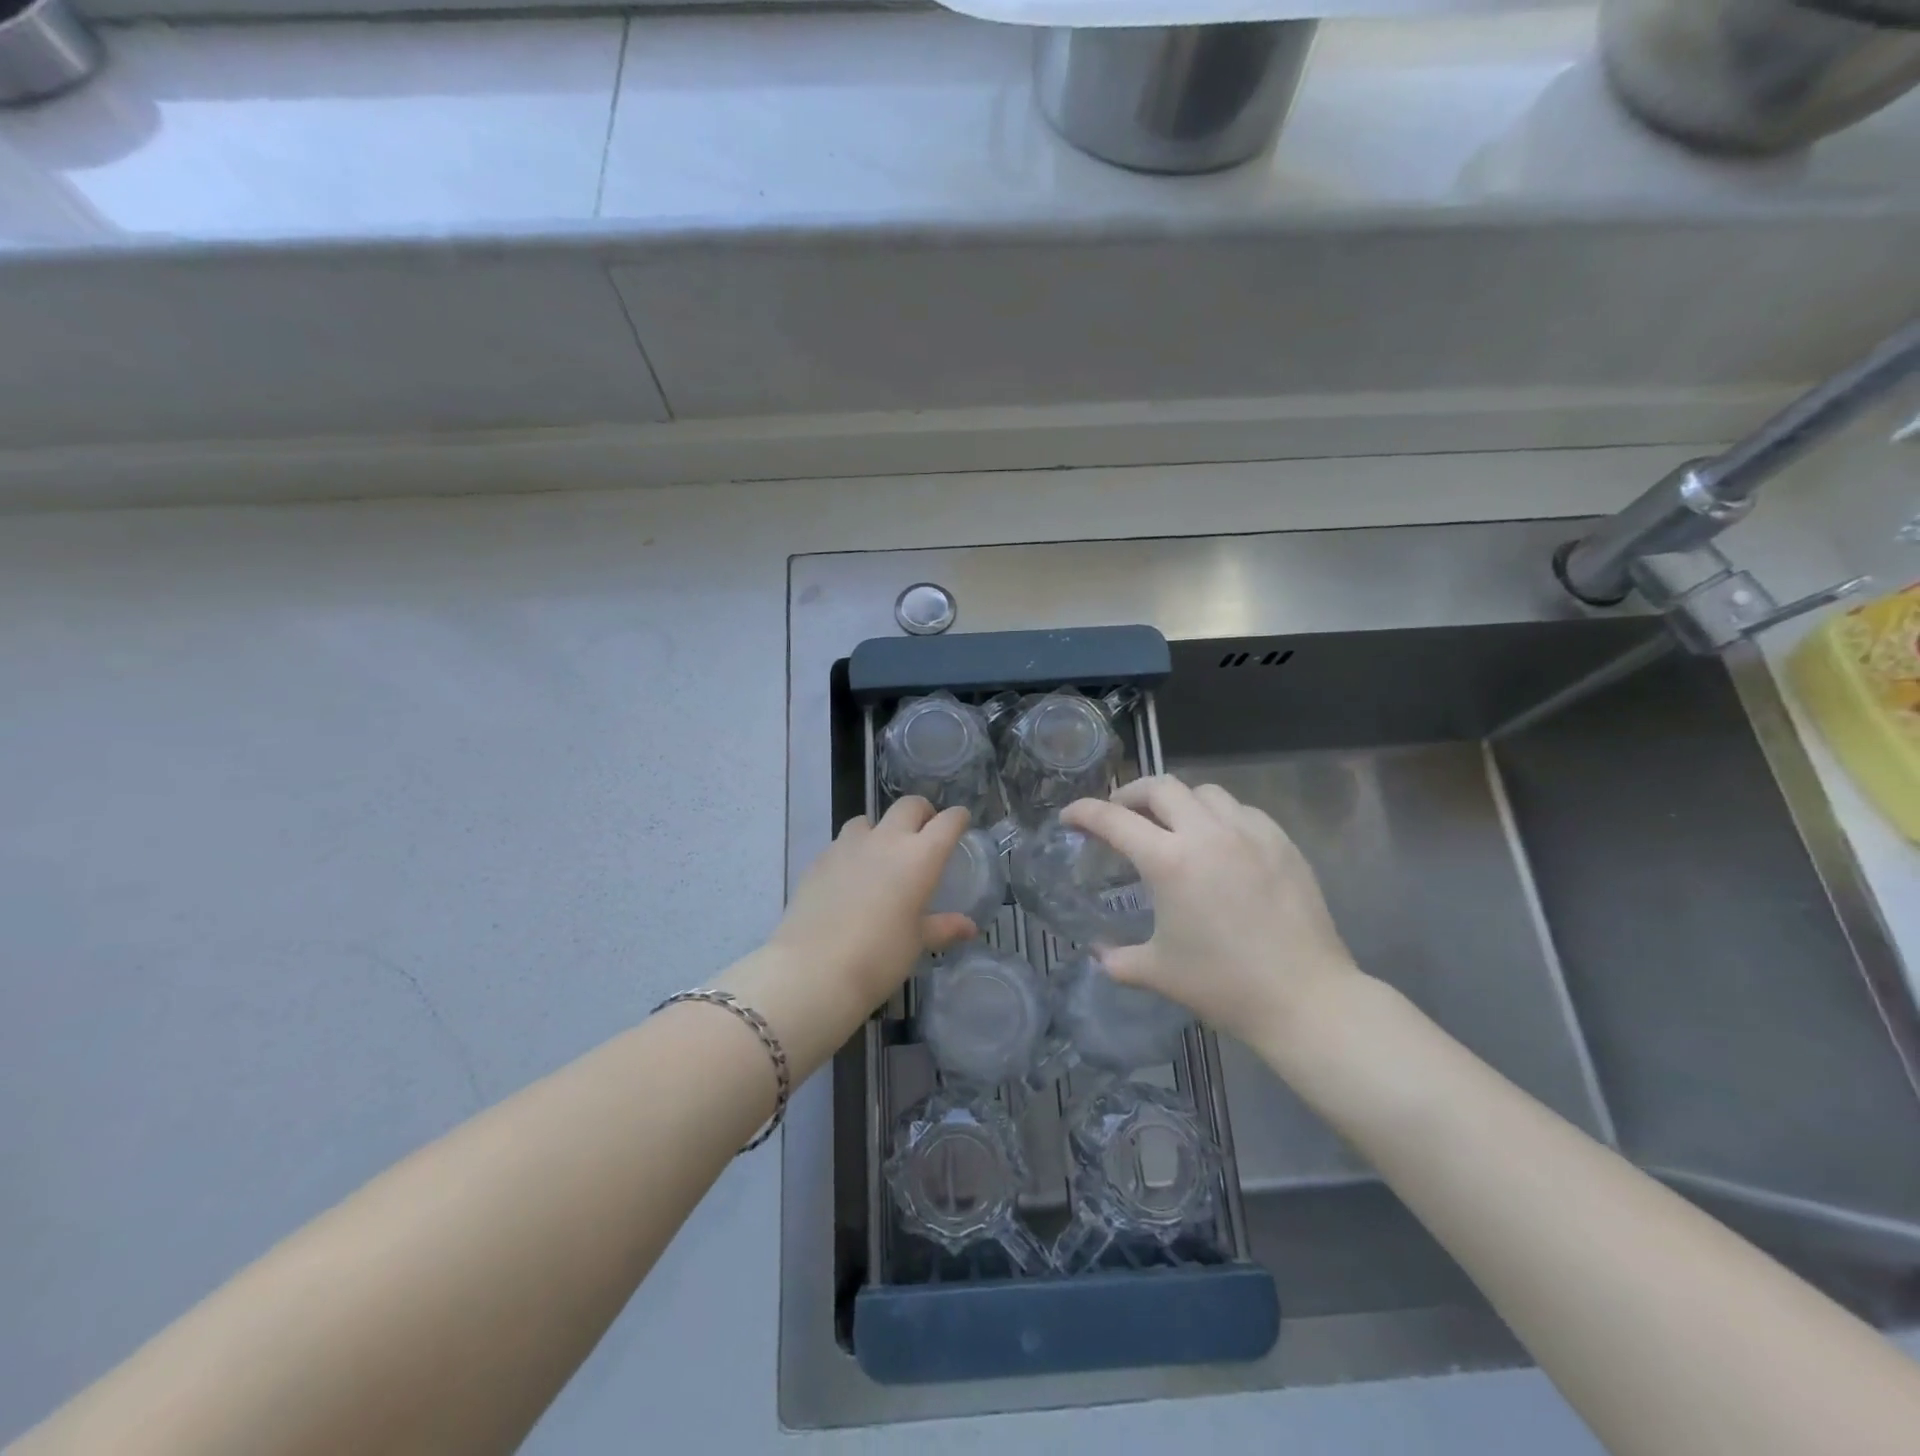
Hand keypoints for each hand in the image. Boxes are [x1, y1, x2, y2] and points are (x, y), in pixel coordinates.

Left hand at [767, 797, 976, 1015]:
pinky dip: (852, 852)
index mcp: (920, 857)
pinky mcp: (819, 859)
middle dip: (922, 812)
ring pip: (869, 820)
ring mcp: (848, 846)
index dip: (958, 818)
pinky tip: (849, 879)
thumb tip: (968, 927)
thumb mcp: (916, 942)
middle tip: (925, 833)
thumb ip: (943, 927)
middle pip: (909, 805)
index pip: (948, 822)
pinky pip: (841, 844)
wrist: (813, 969)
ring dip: (881, 830)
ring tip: (881, 856)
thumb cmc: (880, 957)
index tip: (961, 823)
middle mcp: (886, 840)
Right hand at [1061, 776, 1363, 1047]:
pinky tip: (1219, 842)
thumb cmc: (1224, 985)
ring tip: (1171, 826)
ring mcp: (1249, 833)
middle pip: (1160, 787)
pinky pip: (1241, 810)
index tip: (1070, 817)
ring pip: (1204, 792)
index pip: (1113, 820)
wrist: (1305, 999)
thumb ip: (1116, 958)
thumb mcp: (1157, 972)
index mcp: (1169, 861)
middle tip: (1120, 815)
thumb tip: (1097, 952)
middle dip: (1130, 794)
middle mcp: (1207, 834)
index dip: (1084, 813)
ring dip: (1178, 802)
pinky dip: (1218, 816)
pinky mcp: (1282, 843)